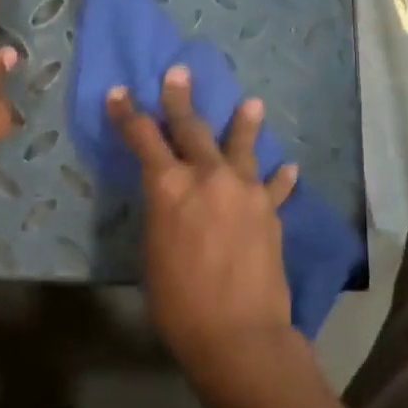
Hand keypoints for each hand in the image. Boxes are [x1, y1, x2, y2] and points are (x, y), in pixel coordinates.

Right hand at [106, 66, 299, 402]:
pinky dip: (279, 177)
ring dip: (244, 123)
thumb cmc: (178, 302)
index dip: (128, 114)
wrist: (237, 333)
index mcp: (168, 188)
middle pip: (191, 128)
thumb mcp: (153, 252)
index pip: (143, 138)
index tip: (120, 92)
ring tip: (251, 102)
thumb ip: (163, 215)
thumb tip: (171, 200)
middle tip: (178, 73)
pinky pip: (275, 187)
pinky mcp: (270, 212)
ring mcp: (244, 191)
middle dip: (180, 99)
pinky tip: (287, 167)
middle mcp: (207, 178)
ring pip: (242, 146)